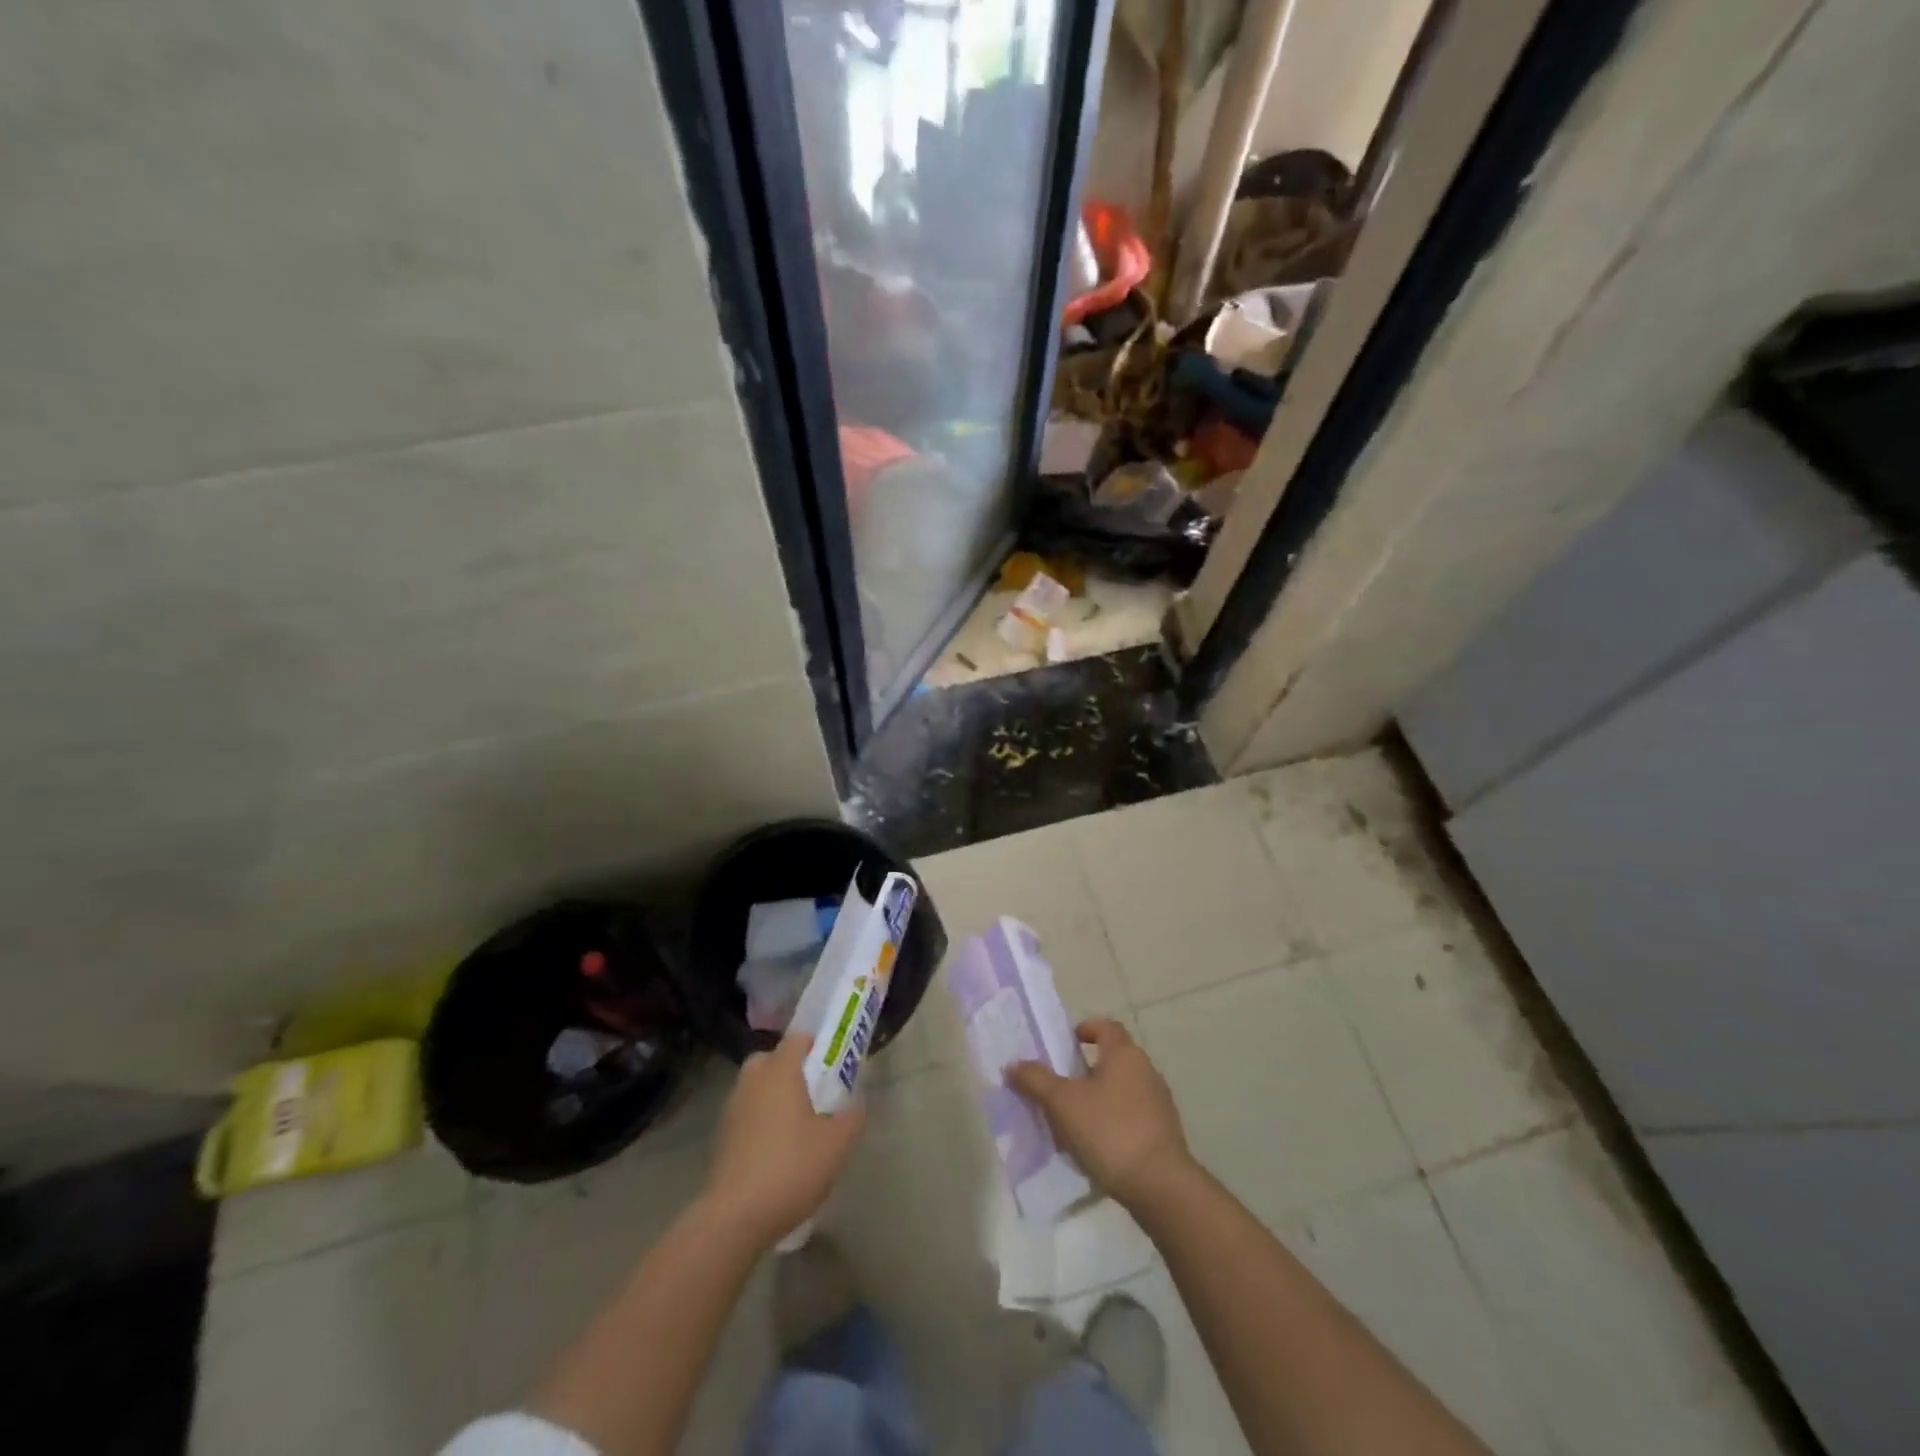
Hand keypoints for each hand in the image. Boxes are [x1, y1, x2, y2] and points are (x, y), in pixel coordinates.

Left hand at [704, 1033, 866, 1249]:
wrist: (736, 1216)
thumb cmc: (791, 1166)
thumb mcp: (838, 1143)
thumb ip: (852, 1118)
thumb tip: (855, 1106)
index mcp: (780, 1070)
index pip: (797, 1039)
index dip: (815, 1045)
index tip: (832, 1062)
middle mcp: (753, 1081)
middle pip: (770, 1060)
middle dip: (789, 1070)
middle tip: (812, 1092)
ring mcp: (731, 1109)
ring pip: (755, 1088)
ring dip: (772, 1098)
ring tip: (796, 1126)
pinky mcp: (720, 1138)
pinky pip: (746, 1115)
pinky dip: (759, 1123)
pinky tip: (775, 1151)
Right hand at [1008, 1017, 1194, 1210]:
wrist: (1160, 1186)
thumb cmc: (1109, 1131)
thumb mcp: (1063, 1104)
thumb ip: (1036, 1080)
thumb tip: (1013, 1065)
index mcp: (1124, 1054)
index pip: (1105, 1026)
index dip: (1084, 1029)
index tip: (1064, 1044)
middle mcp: (1146, 1070)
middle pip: (1112, 1058)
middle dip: (1084, 1069)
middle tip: (1059, 1087)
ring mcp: (1158, 1103)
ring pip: (1121, 1089)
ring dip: (1097, 1098)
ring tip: (1072, 1121)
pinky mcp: (1163, 1132)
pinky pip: (1131, 1116)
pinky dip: (1112, 1122)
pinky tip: (1096, 1146)